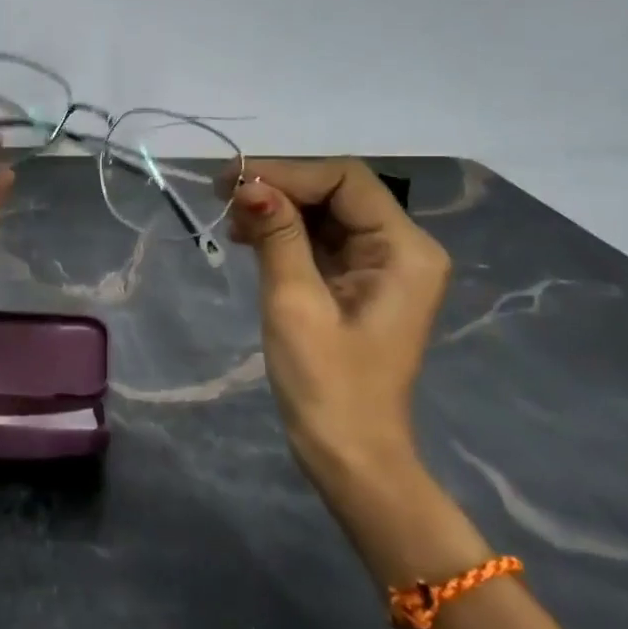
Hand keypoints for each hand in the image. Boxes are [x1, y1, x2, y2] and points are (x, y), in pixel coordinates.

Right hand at [220, 158, 450, 480]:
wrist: (349, 456)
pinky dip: (285, 233)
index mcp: (404, 250)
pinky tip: (249, 237)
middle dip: (280, 188)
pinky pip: (322, 241)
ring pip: (326, 213)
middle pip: (338, 192)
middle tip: (223, 194)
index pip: (345, 181)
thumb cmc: (326, 384)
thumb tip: (249, 185)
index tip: (233, 182)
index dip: (288, 173)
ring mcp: (381, 266)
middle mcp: (402, 248)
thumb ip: (277, 237)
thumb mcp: (295, 303)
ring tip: (231, 219)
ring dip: (278, 209)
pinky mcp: (359, 284)